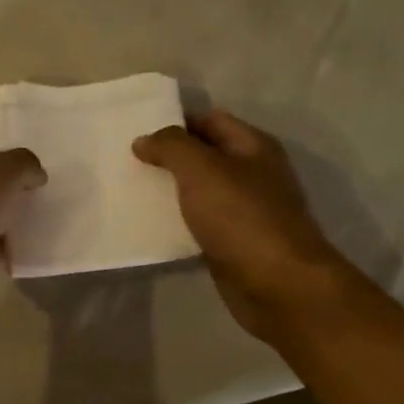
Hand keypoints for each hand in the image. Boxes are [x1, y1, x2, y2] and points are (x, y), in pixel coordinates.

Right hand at [134, 112, 353, 340]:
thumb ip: (171, 147)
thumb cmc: (241, 217)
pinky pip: (200, 222)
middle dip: (169, 157)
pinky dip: (177, 221)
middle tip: (127, 162)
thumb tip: (144, 140)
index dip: (175, 121)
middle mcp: (253, 173)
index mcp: (253, 146)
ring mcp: (245, 210)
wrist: (277, 284)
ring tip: (131, 191)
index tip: (136, 131)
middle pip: (205, 155)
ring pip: (200, 191)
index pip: (210, 120)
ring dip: (170, 191)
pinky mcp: (234, 242)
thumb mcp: (201, 169)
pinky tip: (151, 227)